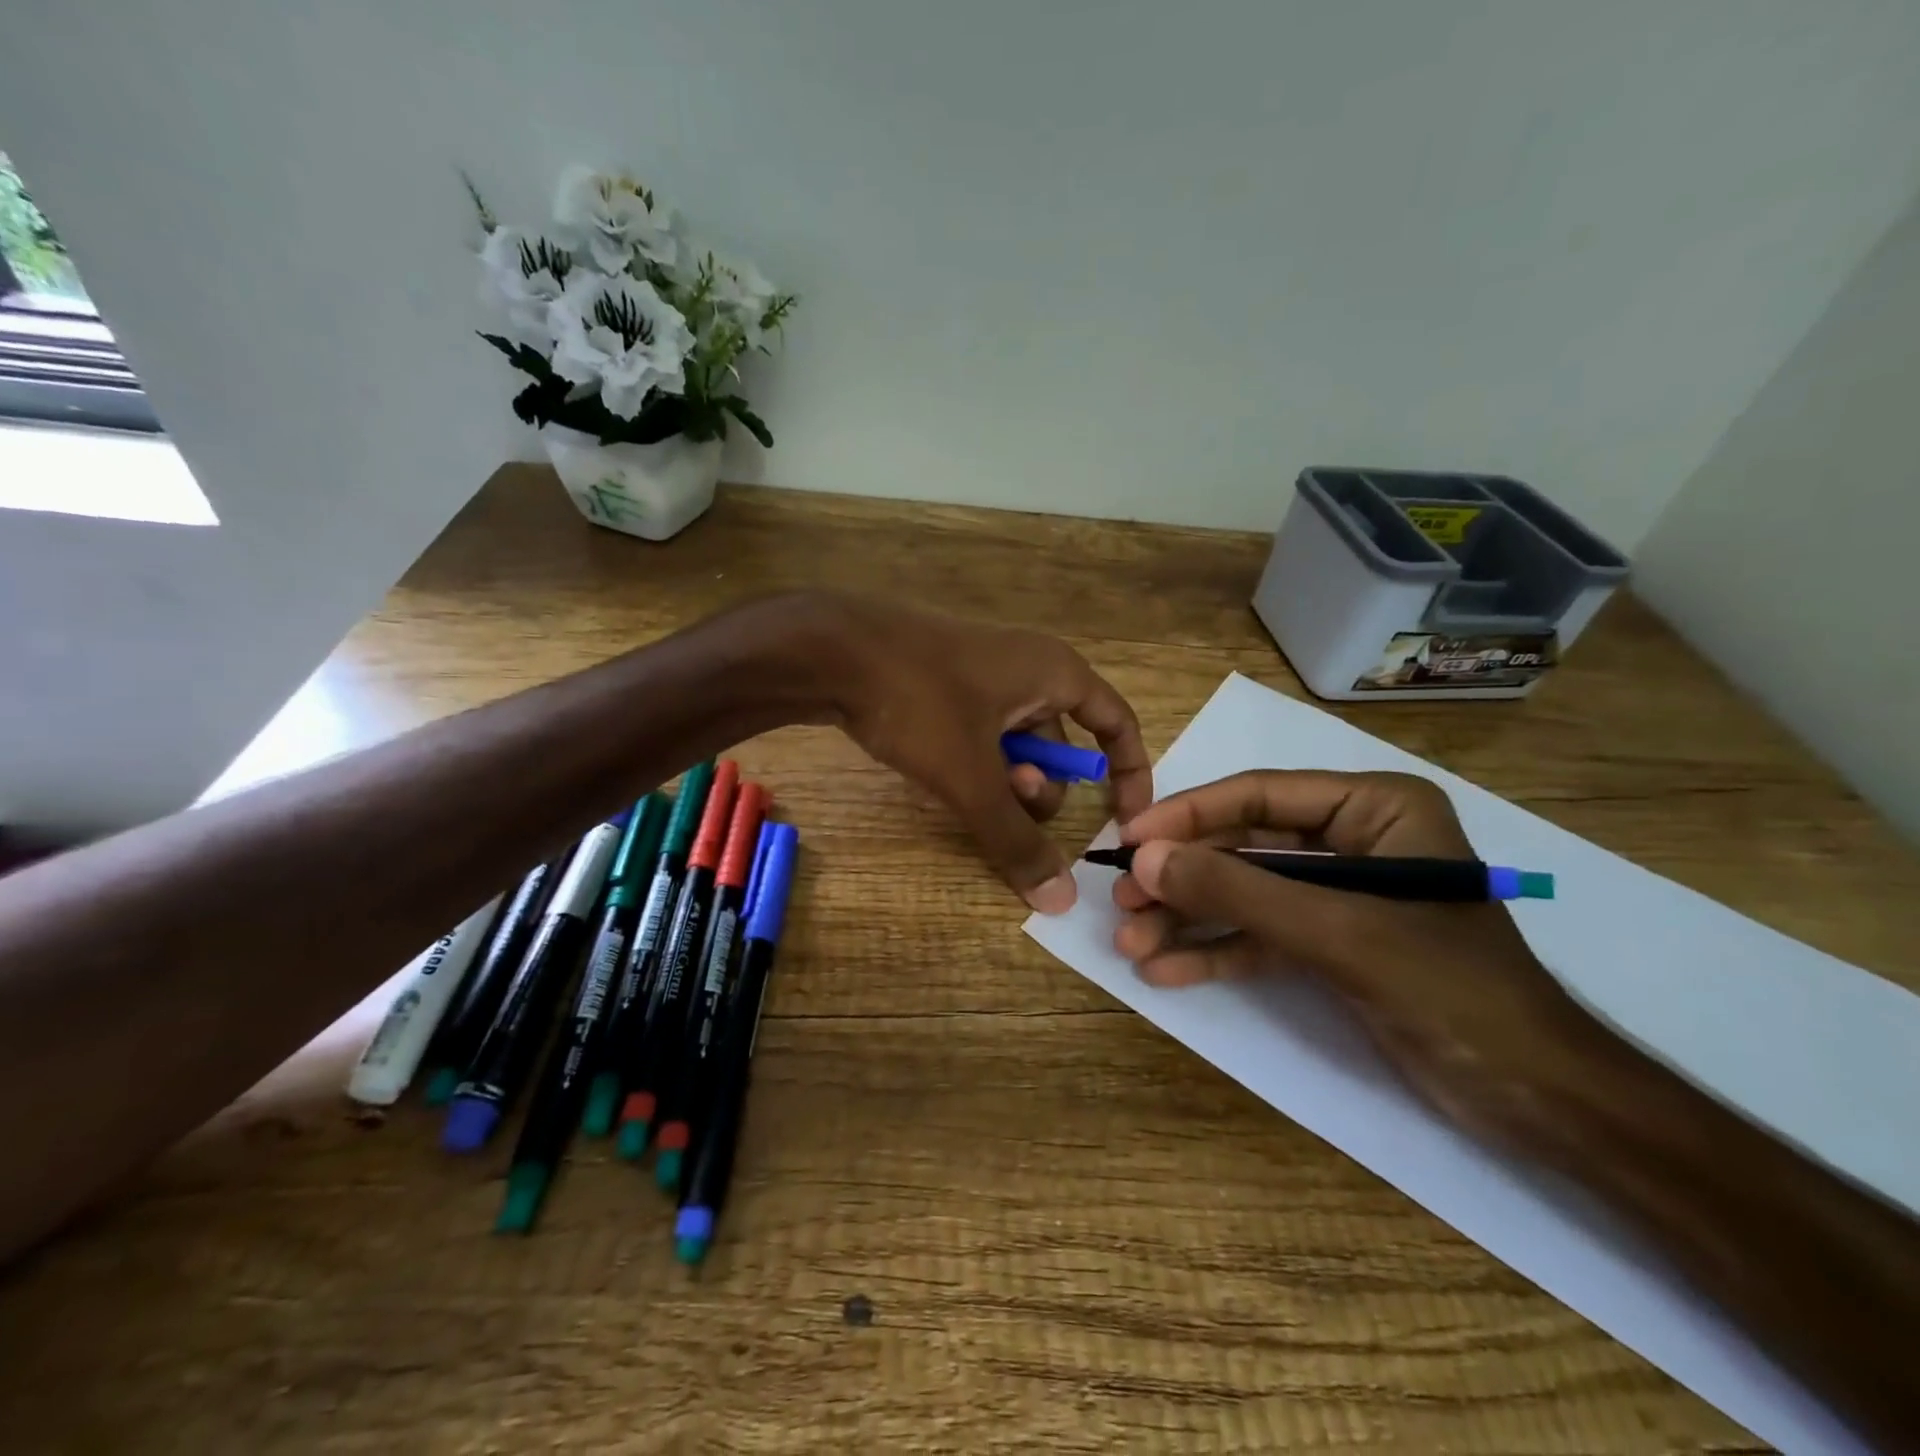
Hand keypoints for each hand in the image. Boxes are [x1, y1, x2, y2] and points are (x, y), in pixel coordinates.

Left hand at [815, 594, 1151, 912]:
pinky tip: (938, 773)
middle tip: (1001, 794)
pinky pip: (982, 733)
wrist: (829, 648)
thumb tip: (1061, 900)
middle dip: (1039, 785)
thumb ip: (1015, 838)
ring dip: (1003, 778)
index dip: (1129, 774)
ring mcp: (985, 673)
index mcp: (1056, 673)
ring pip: (1016, 744)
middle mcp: (1029, 668)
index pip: (1118, 724)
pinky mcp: (946, 683)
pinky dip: (974, 762)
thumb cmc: (919, 701)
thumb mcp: (972, 777)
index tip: (1122, 823)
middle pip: (1062, 744)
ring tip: (963, 784)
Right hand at [1112, 770, 1597, 1140]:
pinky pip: (1260, 936)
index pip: (1259, 795)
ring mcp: (1337, 895)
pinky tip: (1166, 971)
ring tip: (1130, 944)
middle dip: (1182, 879)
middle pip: (1243, 846)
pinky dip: (1215, 952)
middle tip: (1120, 901)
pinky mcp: (1330, 944)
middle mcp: (1352, 840)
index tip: (1129, 838)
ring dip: (1187, 920)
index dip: (1188, 815)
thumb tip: (1144, 859)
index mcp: (1373, 808)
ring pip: (1244, 894)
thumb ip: (1238, 891)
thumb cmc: (1451, 991)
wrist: (1542, 1102)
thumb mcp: (1336, 932)